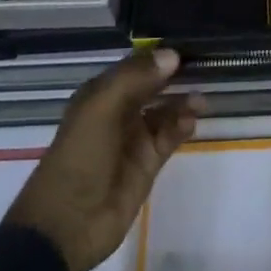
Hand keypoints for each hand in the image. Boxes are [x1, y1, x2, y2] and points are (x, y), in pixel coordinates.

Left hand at [4, 49, 203, 270]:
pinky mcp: (147, 165)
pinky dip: (181, 127)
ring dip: (182, 103)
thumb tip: (172, 54)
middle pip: (153, 87)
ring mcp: (133, 139)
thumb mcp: (100, 108)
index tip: (187, 46)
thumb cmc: (79, 157)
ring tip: (200, 100)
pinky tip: (190, 121)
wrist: (67, 225)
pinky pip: (169, 137)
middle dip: (175, 78)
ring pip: (164, 112)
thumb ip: (135, 78)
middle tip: (204, 68)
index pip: (135, 66)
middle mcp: (118, 112)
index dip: (158, 56)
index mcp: (100, 94)